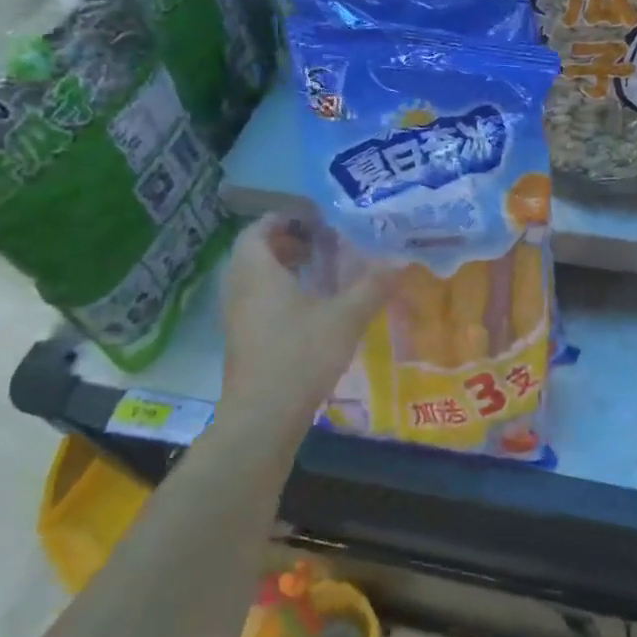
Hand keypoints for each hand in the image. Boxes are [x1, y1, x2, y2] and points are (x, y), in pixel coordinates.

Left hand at [221, 215, 396, 438]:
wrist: (263, 416)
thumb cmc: (301, 356)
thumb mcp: (346, 318)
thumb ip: (373, 287)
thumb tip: (401, 262)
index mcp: (258, 272)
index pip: (258, 230)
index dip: (284, 219)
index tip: (315, 219)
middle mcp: (239, 288)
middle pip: (254, 252)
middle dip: (285, 242)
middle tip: (321, 241)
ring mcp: (236, 316)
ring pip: (253, 277)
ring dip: (281, 267)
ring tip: (318, 270)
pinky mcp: (242, 339)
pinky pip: (255, 299)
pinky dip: (277, 291)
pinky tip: (309, 306)